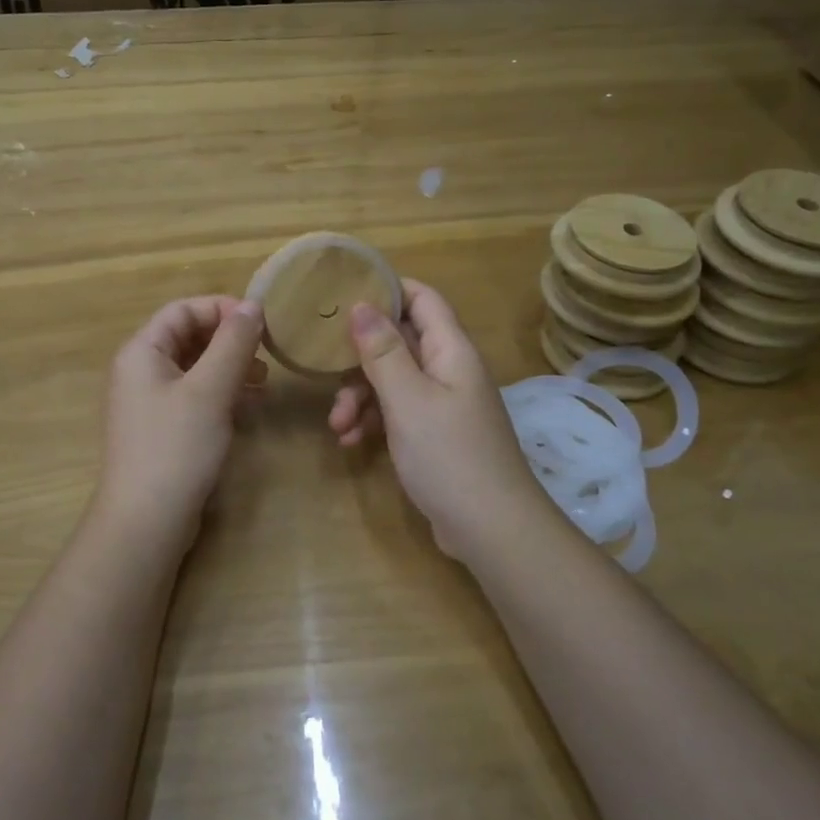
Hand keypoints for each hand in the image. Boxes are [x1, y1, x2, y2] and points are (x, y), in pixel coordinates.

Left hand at [92, 296, 266, 551]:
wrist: (146, 522)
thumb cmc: (176, 447)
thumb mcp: (209, 390)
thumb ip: (232, 344)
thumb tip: (252, 305)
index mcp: (141, 351)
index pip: (182, 310)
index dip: (222, 309)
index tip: (262, 323)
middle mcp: (140, 371)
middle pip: (188, 337)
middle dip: (229, 341)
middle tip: (267, 354)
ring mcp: (150, 403)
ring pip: (194, 369)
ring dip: (229, 368)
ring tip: (263, 381)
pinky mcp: (163, 430)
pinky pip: (194, 397)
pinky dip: (221, 394)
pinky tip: (249, 406)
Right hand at [329, 279, 549, 561]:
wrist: (491, 529)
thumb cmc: (449, 456)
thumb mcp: (408, 400)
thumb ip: (383, 351)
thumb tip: (361, 304)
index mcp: (450, 351)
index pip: (422, 299)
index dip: (386, 289)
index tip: (343, 294)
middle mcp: (449, 369)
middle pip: (400, 341)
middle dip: (360, 357)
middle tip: (328, 372)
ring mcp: (443, 404)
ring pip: (393, 380)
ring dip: (361, 396)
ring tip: (337, 425)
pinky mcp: (435, 434)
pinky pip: (398, 412)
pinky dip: (373, 421)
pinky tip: (350, 442)